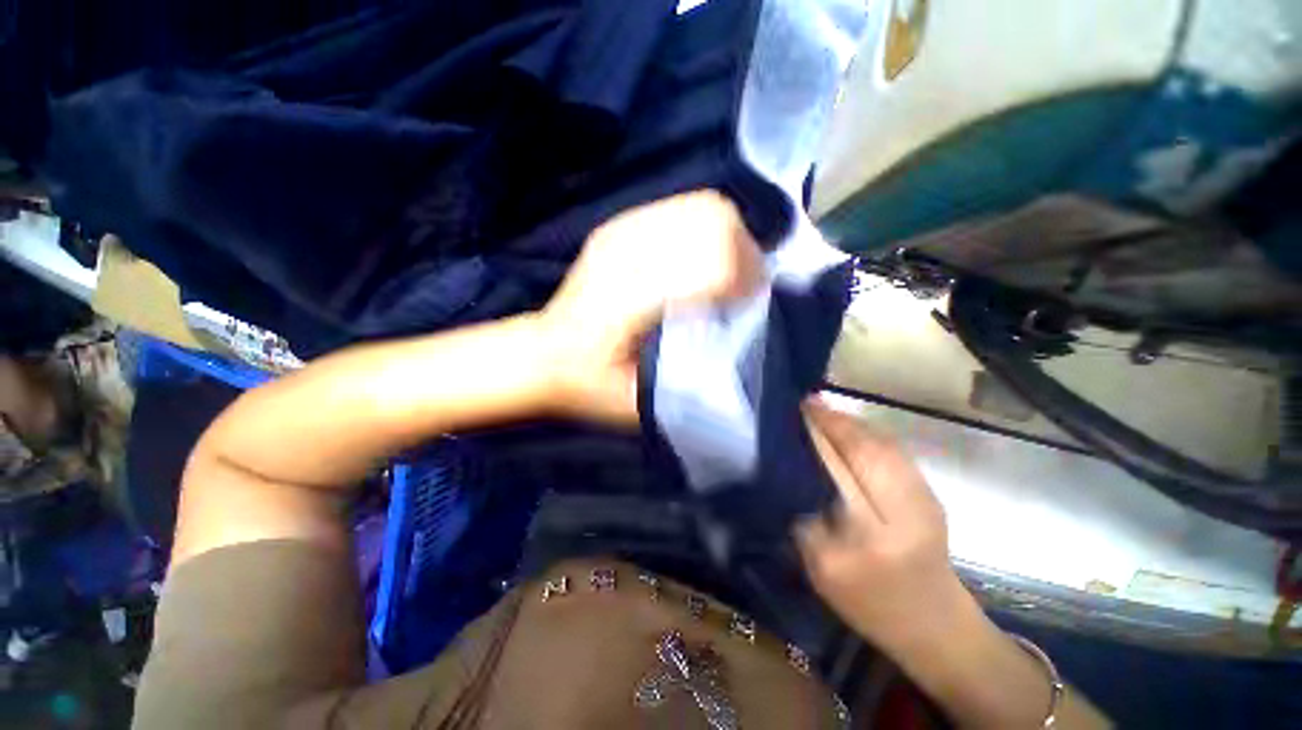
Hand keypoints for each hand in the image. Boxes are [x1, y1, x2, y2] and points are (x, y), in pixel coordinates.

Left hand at [538, 190, 762, 424]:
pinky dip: (703, 228)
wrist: (542, 355)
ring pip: (697, 207)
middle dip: (744, 252)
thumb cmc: (587, 385)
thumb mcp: (640, 403)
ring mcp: (619, 234)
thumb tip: (740, 350)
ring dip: (727, 236)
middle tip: (746, 288)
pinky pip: (678, 209)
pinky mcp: (617, 228)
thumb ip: (690, 383)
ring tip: (727, 272)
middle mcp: (626, 256)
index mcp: (630, 302)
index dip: (745, 280)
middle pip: (711, 220)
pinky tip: (699, 258)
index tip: (752, 305)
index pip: (711, 264)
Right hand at [796, 398, 969, 652]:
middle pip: (869, 447)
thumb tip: (794, 468)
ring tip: (823, 412)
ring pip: (884, 444)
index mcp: (877, 532)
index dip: (824, 432)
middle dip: (837, 421)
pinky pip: (895, 451)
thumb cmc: (870, 603)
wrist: (934, 624)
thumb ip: (806, 519)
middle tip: (807, 404)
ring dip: (852, 423)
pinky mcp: (930, 492)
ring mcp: (926, 496)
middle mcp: (908, 506)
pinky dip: (869, 433)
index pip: (848, 467)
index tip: (800, 410)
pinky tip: (850, 429)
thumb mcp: (823, 570)